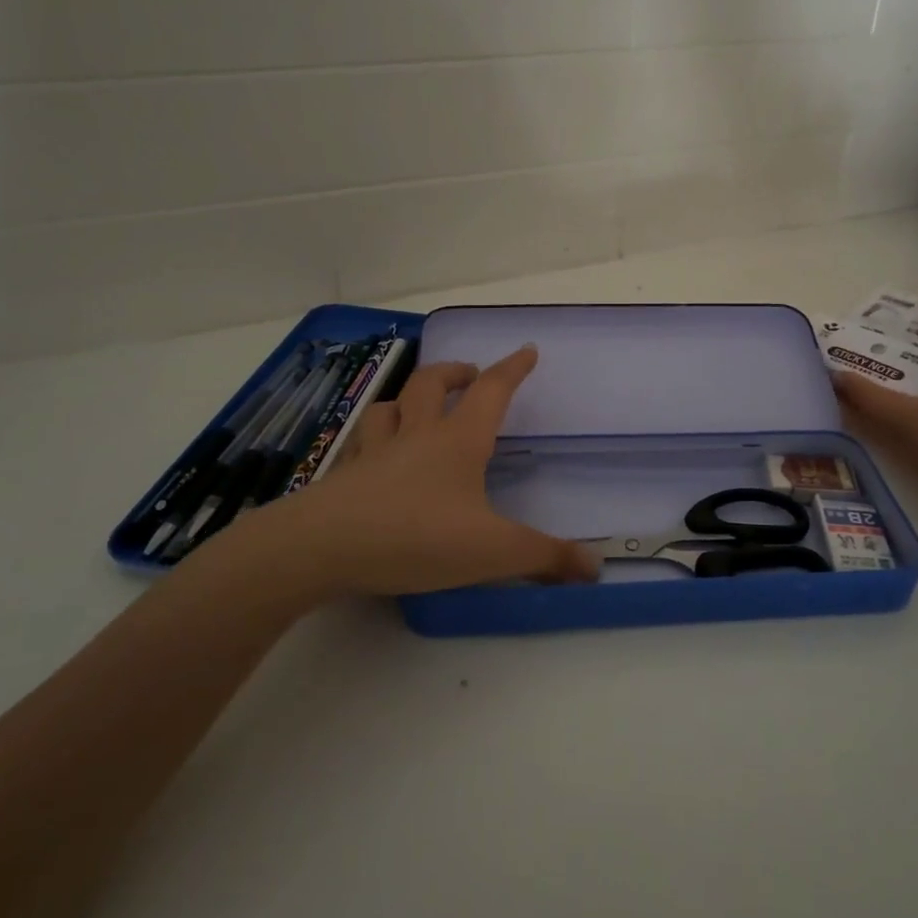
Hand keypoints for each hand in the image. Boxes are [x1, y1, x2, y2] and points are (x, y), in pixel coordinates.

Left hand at [206, 346, 598, 599]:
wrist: (322, 548)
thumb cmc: (416, 537)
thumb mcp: (492, 551)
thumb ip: (544, 557)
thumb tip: (595, 567)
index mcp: (457, 441)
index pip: (492, 391)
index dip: (513, 369)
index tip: (527, 350)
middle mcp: (416, 435)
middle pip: (433, 384)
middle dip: (455, 372)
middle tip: (470, 374)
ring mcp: (375, 452)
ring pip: (390, 406)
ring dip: (408, 398)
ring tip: (418, 406)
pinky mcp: (345, 476)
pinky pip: (361, 442)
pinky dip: (375, 436)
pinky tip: (374, 454)